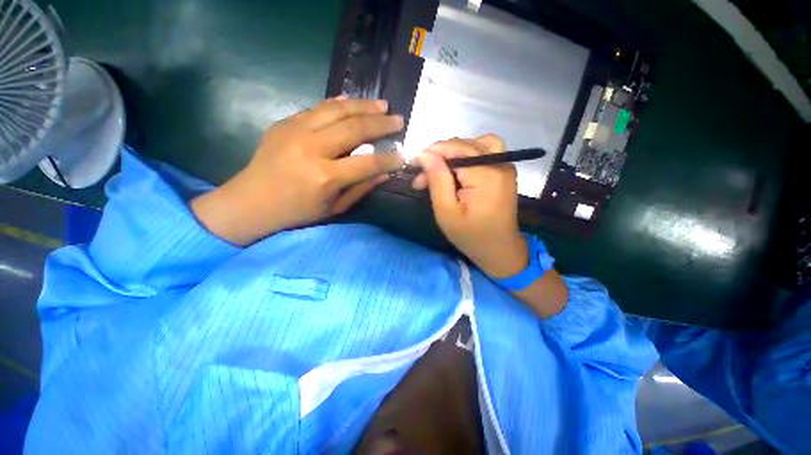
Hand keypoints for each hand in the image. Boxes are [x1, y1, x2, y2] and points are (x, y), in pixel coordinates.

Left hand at [191, 98, 404, 244]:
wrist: (252, 200)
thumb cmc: (297, 211)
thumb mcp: (334, 207)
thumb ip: (361, 188)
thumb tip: (385, 173)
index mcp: (326, 177)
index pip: (368, 163)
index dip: (389, 158)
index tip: (403, 153)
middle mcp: (312, 149)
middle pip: (355, 129)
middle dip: (381, 124)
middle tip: (398, 119)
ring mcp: (296, 131)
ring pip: (337, 110)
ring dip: (363, 106)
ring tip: (382, 105)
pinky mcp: (285, 122)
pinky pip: (318, 107)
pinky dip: (339, 103)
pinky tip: (353, 101)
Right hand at [413, 136, 527, 277]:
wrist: (499, 249)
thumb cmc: (470, 235)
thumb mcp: (446, 211)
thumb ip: (437, 179)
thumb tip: (424, 154)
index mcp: (485, 174)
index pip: (455, 148)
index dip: (431, 152)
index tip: (413, 164)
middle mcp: (499, 163)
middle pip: (464, 145)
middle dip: (439, 156)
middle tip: (422, 177)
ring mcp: (505, 166)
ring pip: (475, 143)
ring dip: (454, 152)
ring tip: (440, 170)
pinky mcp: (505, 171)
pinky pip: (486, 151)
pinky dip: (468, 154)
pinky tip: (458, 169)